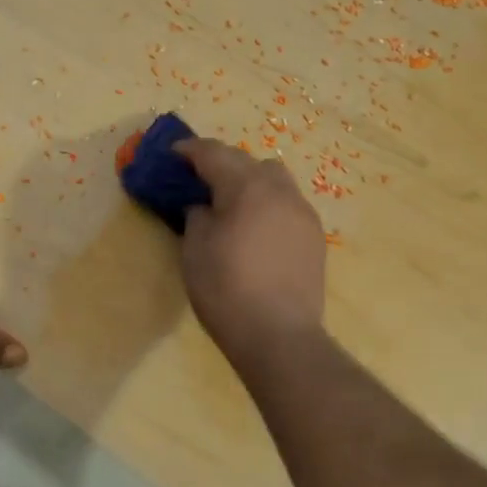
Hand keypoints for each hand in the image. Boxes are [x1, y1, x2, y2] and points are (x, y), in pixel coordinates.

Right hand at [175, 139, 327, 361]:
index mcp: (247, 188)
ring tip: (232, 205)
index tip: (172, 155)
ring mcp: (303, 213)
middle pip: (249, 162)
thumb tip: (204, 206)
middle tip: (199, 181)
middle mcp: (281, 191)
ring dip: (250, 182)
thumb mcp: (195, 249)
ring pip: (275, 181)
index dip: (190, 151)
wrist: (279, 336)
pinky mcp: (315, 238)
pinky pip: (288, 205)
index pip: (214, 154)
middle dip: (223, 164)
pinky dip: (268, 205)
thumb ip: (197, 216)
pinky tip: (256, 229)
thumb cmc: (226, 289)